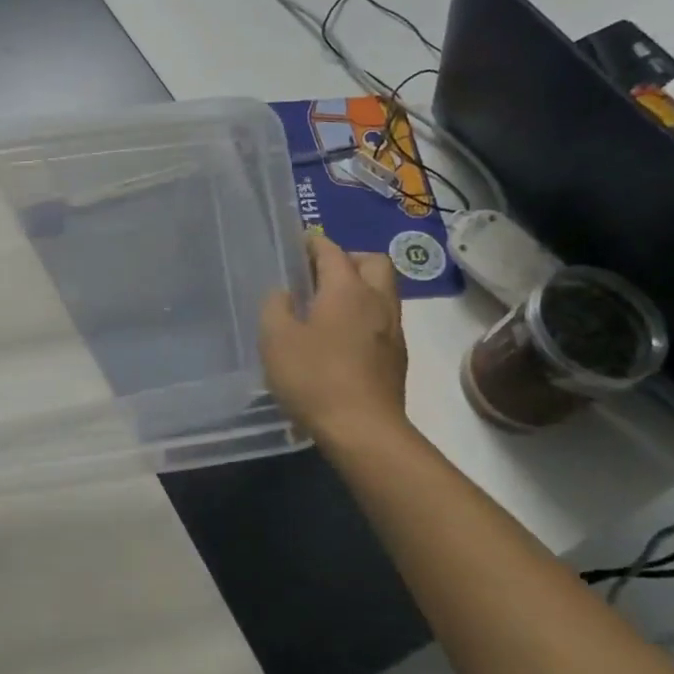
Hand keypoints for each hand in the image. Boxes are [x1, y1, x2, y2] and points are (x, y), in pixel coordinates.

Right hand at [260, 233, 410, 443]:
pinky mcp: (398, 357)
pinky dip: (365, 315)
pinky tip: (342, 337)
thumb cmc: (314, 378)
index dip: (313, 243)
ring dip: (360, 287)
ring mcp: (393, 330)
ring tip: (329, 305)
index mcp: (346, 289)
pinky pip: (383, 319)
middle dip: (348, 259)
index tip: (297, 244)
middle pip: (373, 262)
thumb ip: (276, 307)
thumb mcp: (276, 339)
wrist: (363, 431)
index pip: (332, 250)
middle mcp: (376, 301)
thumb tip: (285, 294)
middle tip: (320, 274)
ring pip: (383, 291)